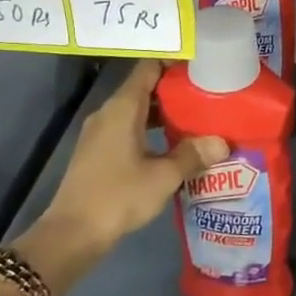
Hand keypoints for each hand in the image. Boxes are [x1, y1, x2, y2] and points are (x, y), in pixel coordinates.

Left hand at [10, 60, 227, 289]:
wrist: (73, 234)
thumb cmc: (118, 196)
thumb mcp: (164, 176)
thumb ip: (193, 154)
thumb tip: (222, 143)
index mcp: (123, 108)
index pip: (149, 67)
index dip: (175, 61)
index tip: (203, 63)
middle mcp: (109, 113)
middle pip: (145, 87)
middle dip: (176, 89)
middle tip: (210, 93)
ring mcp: (100, 133)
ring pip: (138, 110)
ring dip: (165, 112)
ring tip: (198, 118)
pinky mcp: (99, 152)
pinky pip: (130, 128)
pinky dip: (152, 129)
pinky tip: (174, 145)